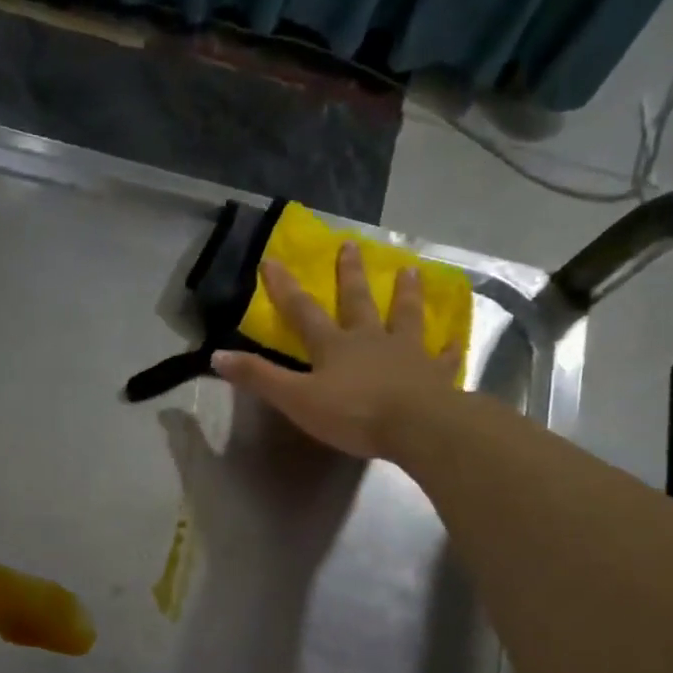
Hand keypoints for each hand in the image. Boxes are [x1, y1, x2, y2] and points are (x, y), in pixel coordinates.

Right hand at [211, 244, 462, 458]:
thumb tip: (217, 355)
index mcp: (334, 346)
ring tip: (411, 270)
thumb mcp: (295, 399)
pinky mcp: (435, 375)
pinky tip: (455, 341)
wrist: (416, 426)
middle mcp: (370, 339)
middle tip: (351, 245)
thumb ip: (259, 378)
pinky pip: (443, 358)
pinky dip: (448, 349)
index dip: (284, 287)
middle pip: (358, 302)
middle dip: (350, 275)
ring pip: (405, 317)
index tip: (272, 260)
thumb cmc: (352, 413)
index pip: (303, 311)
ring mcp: (407, 353)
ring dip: (406, 294)